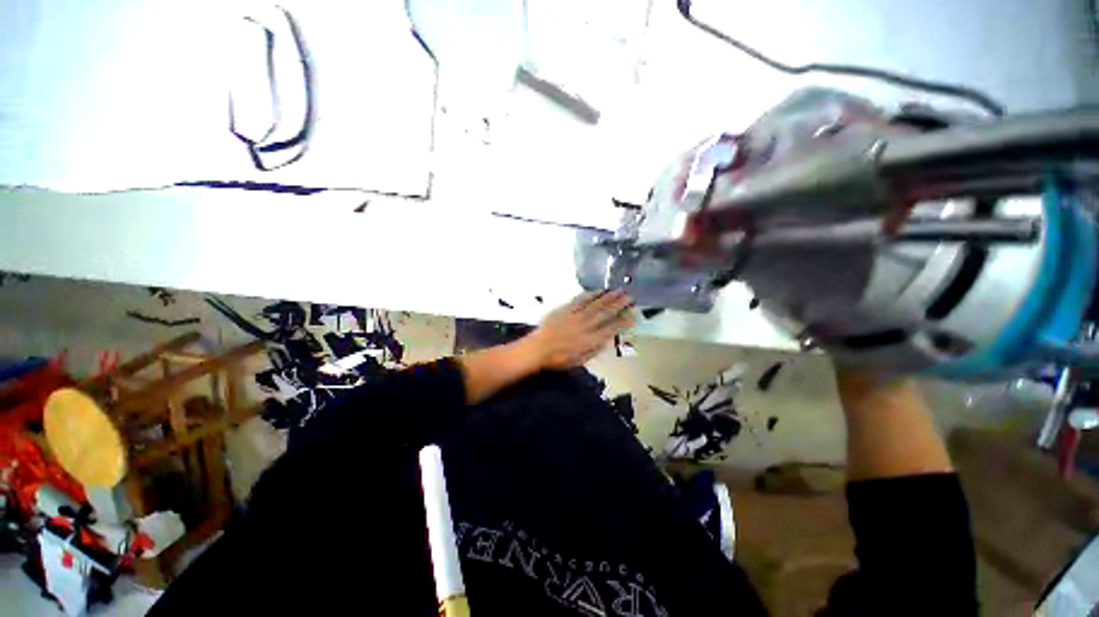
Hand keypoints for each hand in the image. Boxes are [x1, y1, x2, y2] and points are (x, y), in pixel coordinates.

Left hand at [519, 290, 635, 369]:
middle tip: (630, 296)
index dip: (623, 321)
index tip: (633, 315)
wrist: (538, 348)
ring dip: (608, 297)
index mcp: (590, 340)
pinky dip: (591, 294)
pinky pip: (580, 300)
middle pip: (605, 313)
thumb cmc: (559, 358)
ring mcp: (576, 315)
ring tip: (619, 290)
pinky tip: (599, 290)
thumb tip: (608, 339)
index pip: (611, 328)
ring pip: (595, 304)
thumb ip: (595, 349)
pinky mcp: (566, 309)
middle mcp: (585, 326)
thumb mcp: (580, 360)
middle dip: (619, 304)